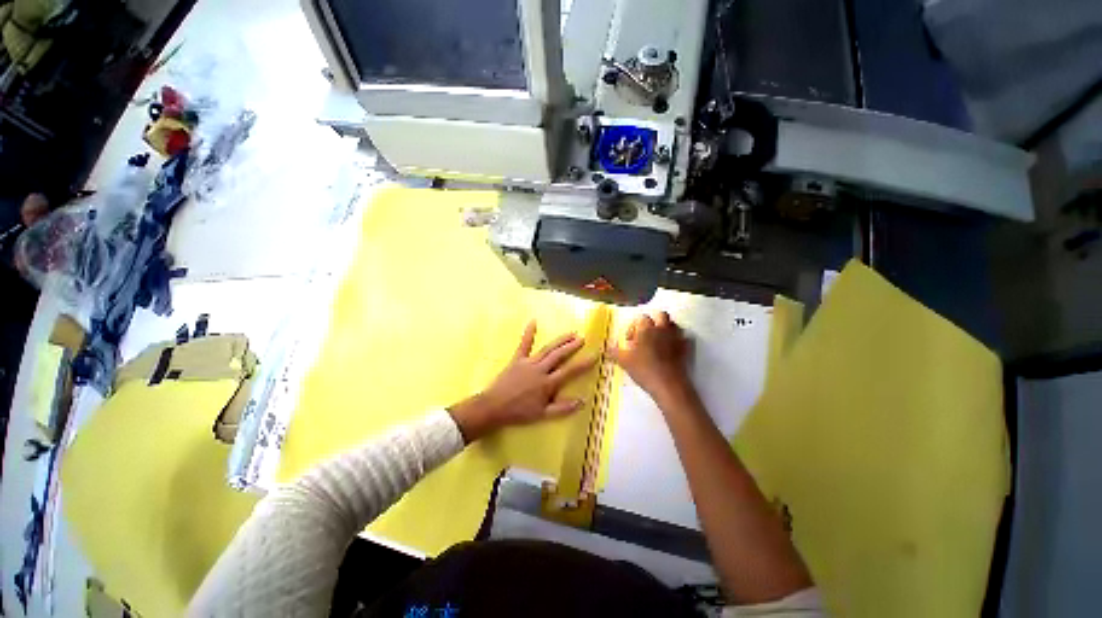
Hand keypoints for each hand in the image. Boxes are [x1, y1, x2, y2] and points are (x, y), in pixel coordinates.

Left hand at [449, 321, 595, 441]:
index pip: (570, 371)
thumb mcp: (542, 415)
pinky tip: (533, 321)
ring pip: (547, 349)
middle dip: (572, 346)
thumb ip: (563, 408)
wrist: (494, 407)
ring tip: (571, 333)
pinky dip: (529, 333)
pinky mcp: (517, 359)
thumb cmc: (519, 412)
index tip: (595, 355)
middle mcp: (540, 369)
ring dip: (560, 341)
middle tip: (583, 338)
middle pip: (559, 355)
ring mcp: (528, 362)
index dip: (584, 363)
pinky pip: (523, 344)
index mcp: (547, 383)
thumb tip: (582, 401)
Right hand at [611, 311, 692, 403]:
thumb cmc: (644, 370)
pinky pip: (684, 338)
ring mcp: (676, 338)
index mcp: (646, 329)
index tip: (630, 339)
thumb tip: (607, 347)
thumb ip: (614, 352)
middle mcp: (662, 329)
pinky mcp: (685, 348)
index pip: (641, 318)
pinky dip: (678, 340)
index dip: (634, 327)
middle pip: (661, 315)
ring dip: (666, 328)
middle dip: (654, 320)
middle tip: (646, 333)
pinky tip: (672, 349)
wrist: (668, 385)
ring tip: (658, 340)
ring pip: (673, 325)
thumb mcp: (624, 362)